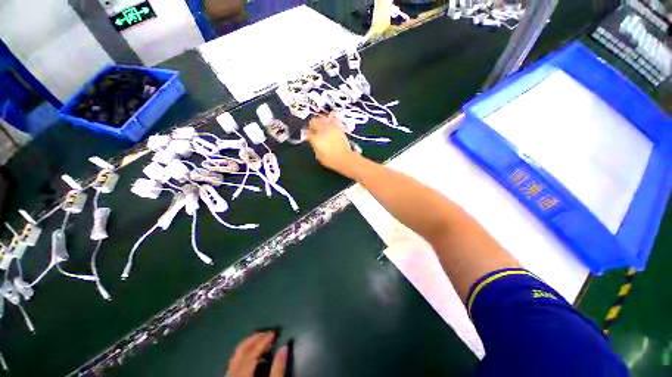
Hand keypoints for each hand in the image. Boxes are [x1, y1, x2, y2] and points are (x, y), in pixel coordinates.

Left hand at [226, 332, 286, 376]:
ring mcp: (228, 374)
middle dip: (256, 338)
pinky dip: (244, 352)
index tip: (275, 332)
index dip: (264, 340)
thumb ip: (278, 368)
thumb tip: (284, 347)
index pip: (253, 351)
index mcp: (242, 372)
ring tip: (262, 339)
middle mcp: (232, 371)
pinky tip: (253, 354)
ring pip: (237, 354)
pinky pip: (235, 360)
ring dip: (250, 343)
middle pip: (242, 349)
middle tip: (268, 332)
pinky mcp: (229, 376)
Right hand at [308, 113, 358, 174]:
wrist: (345, 158)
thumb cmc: (330, 160)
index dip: (306, 134)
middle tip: (313, 130)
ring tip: (321, 126)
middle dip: (312, 125)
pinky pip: (333, 119)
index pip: (307, 132)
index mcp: (315, 138)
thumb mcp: (318, 156)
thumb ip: (315, 147)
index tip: (308, 136)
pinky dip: (331, 120)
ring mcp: (331, 127)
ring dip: (320, 121)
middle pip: (313, 121)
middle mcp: (322, 130)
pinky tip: (330, 124)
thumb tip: (314, 142)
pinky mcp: (339, 127)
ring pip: (322, 118)